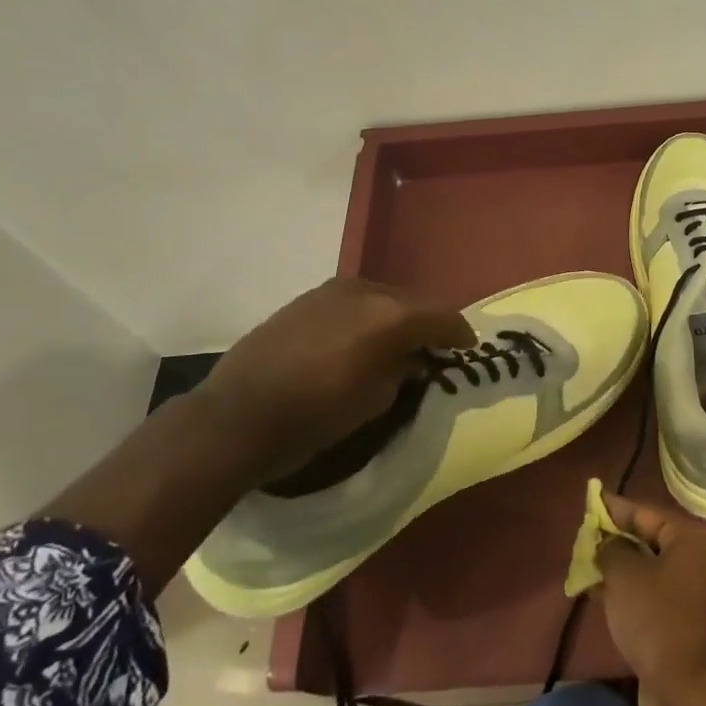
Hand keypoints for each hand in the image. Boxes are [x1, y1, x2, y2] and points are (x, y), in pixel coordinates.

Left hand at [191, 278, 473, 484]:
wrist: (238, 416)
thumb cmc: (317, 415)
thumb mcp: (377, 400)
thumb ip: (404, 369)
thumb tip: (412, 358)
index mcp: (391, 315)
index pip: (442, 316)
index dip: (460, 334)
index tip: (467, 349)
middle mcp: (366, 291)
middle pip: (414, 300)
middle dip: (429, 322)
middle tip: (436, 347)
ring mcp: (333, 290)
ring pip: (383, 296)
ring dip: (397, 316)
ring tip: (399, 342)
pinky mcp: (307, 298)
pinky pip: (354, 301)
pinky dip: (369, 315)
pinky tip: (362, 338)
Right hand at [594, 495, 705, 705]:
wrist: (690, 692)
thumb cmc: (658, 620)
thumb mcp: (625, 576)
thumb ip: (611, 549)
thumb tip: (607, 543)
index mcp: (696, 540)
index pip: (649, 514)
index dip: (616, 508)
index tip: (592, 500)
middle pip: (654, 542)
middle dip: (617, 541)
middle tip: (586, 537)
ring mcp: (704, 596)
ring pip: (654, 572)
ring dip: (622, 570)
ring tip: (588, 567)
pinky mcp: (695, 625)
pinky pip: (659, 598)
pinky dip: (634, 594)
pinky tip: (603, 597)